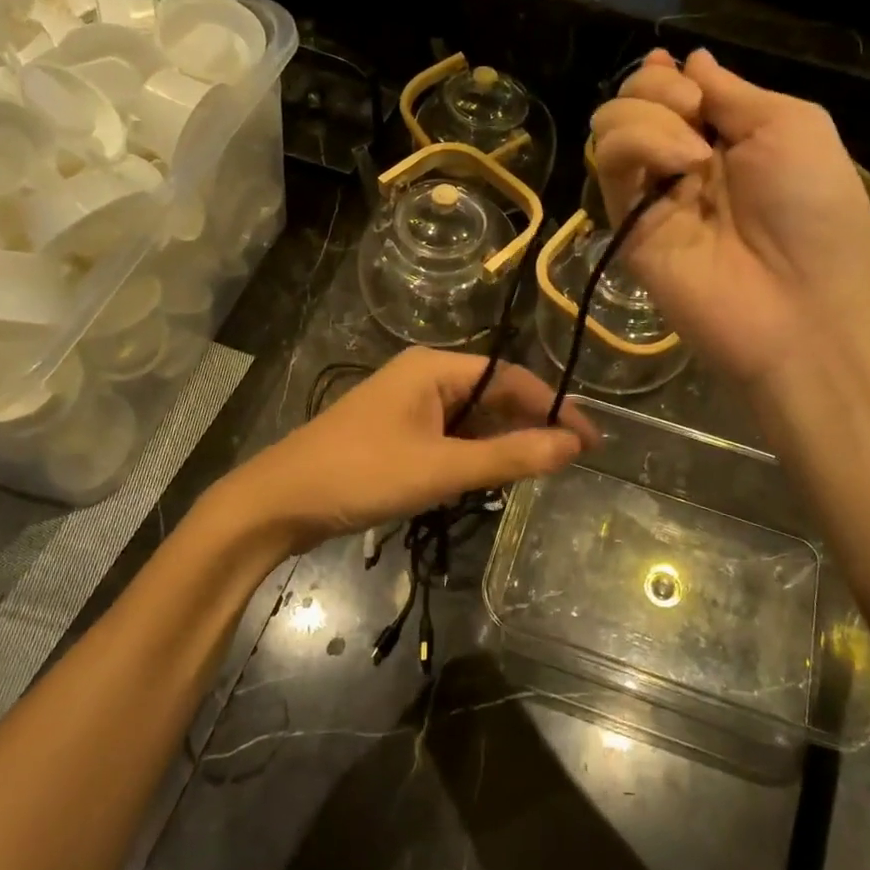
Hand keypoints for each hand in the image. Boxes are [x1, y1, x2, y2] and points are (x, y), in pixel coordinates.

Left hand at [219, 349, 597, 553]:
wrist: (280, 501)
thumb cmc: (362, 475)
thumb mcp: (442, 468)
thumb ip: (510, 457)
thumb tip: (574, 446)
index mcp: (435, 368)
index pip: (512, 379)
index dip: (555, 408)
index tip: (589, 443)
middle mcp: (423, 376)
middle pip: (492, 395)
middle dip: (528, 426)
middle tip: (564, 463)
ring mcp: (406, 404)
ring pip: (470, 418)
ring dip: (499, 444)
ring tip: (530, 474)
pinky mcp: (394, 431)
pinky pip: (448, 435)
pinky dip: (470, 455)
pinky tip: (482, 480)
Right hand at [588, 49, 869, 386]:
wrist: (801, 302)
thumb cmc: (814, 207)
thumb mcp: (791, 124)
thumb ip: (732, 91)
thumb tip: (690, 59)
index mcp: (726, 136)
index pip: (672, 89)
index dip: (666, 74)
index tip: (674, 69)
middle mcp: (681, 161)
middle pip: (633, 100)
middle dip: (656, 88)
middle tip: (694, 114)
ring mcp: (650, 194)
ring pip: (610, 125)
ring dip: (648, 117)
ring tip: (693, 154)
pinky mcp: (625, 224)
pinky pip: (609, 162)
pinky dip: (637, 144)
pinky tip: (678, 167)